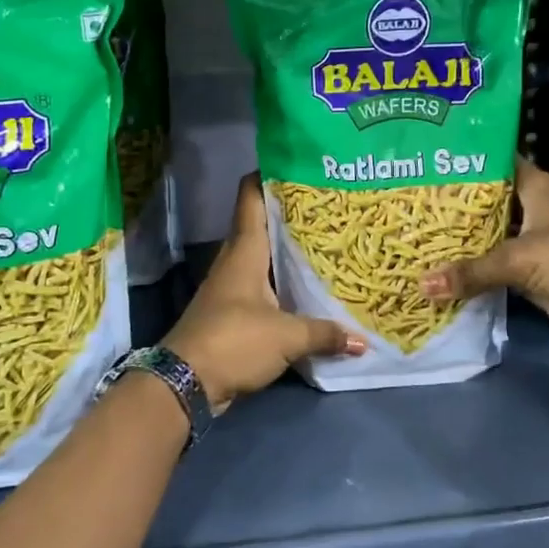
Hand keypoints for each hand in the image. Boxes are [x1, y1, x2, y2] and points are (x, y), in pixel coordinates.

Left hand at [164, 174, 364, 410]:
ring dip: (286, 251)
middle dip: (290, 214)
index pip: (250, 198)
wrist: (185, 383)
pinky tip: (306, 290)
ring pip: (262, 257)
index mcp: (244, 251)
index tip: (297, 164)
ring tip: (325, 243)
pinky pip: (262, 287)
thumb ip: (324, 334)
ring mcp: (231, 287)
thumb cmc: (234, 341)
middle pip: (261, 225)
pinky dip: (282, 284)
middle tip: (327, 206)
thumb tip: (363, 341)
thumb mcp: (286, 336)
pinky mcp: (232, 313)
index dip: (268, 175)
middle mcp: (235, 261)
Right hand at [419, 159, 548, 344]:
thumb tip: (421, 284)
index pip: (494, 163)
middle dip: (453, 204)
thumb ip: (471, 271)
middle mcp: (532, 208)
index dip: (464, 161)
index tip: (427, 160)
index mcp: (535, 187)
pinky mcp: (531, 271)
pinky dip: (473, 268)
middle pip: (486, 201)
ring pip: (489, 235)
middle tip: (410, 200)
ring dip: (461, 239)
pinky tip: (440, 267)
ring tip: (416, 232)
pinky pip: (494, 266)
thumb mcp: (519, 259)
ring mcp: (531, 241)